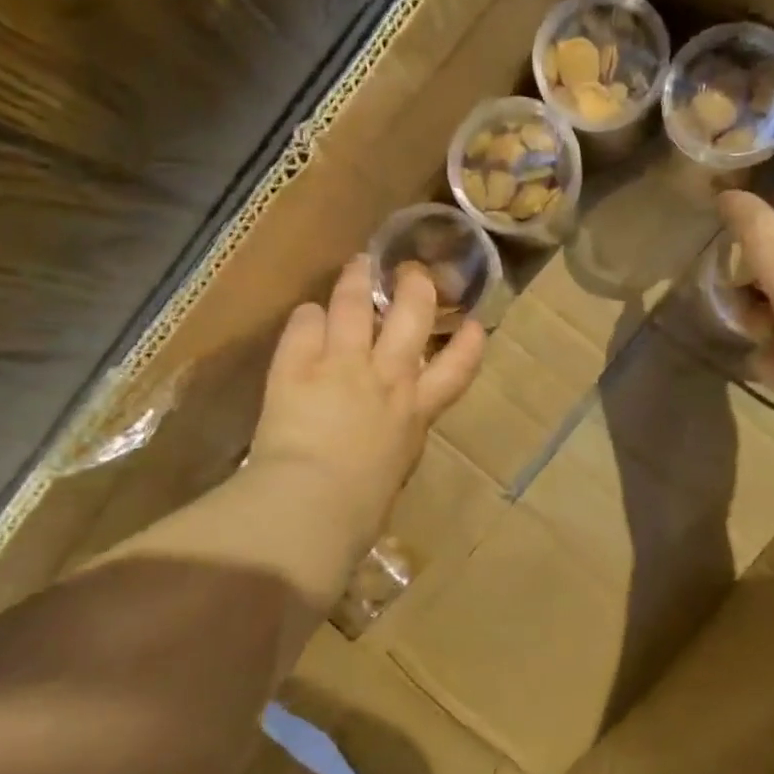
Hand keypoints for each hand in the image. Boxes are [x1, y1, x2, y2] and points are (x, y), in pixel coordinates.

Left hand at [249, 254, 484, 556]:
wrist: (314, 504)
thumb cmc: (359, 508)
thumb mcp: (394, 470)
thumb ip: (394, 439)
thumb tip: (384, 433)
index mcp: (415, 411)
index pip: (457, 369)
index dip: (468, 344)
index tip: (475, 323)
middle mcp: (387, 376)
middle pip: (411, 314)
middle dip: (416, 286)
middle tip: (412, 271)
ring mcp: (343, 364)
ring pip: (354, 304)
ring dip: (357, 279)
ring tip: (358, 264)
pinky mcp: (298, 364)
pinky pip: (305, 322)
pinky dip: (308, 316)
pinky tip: (307, 316)